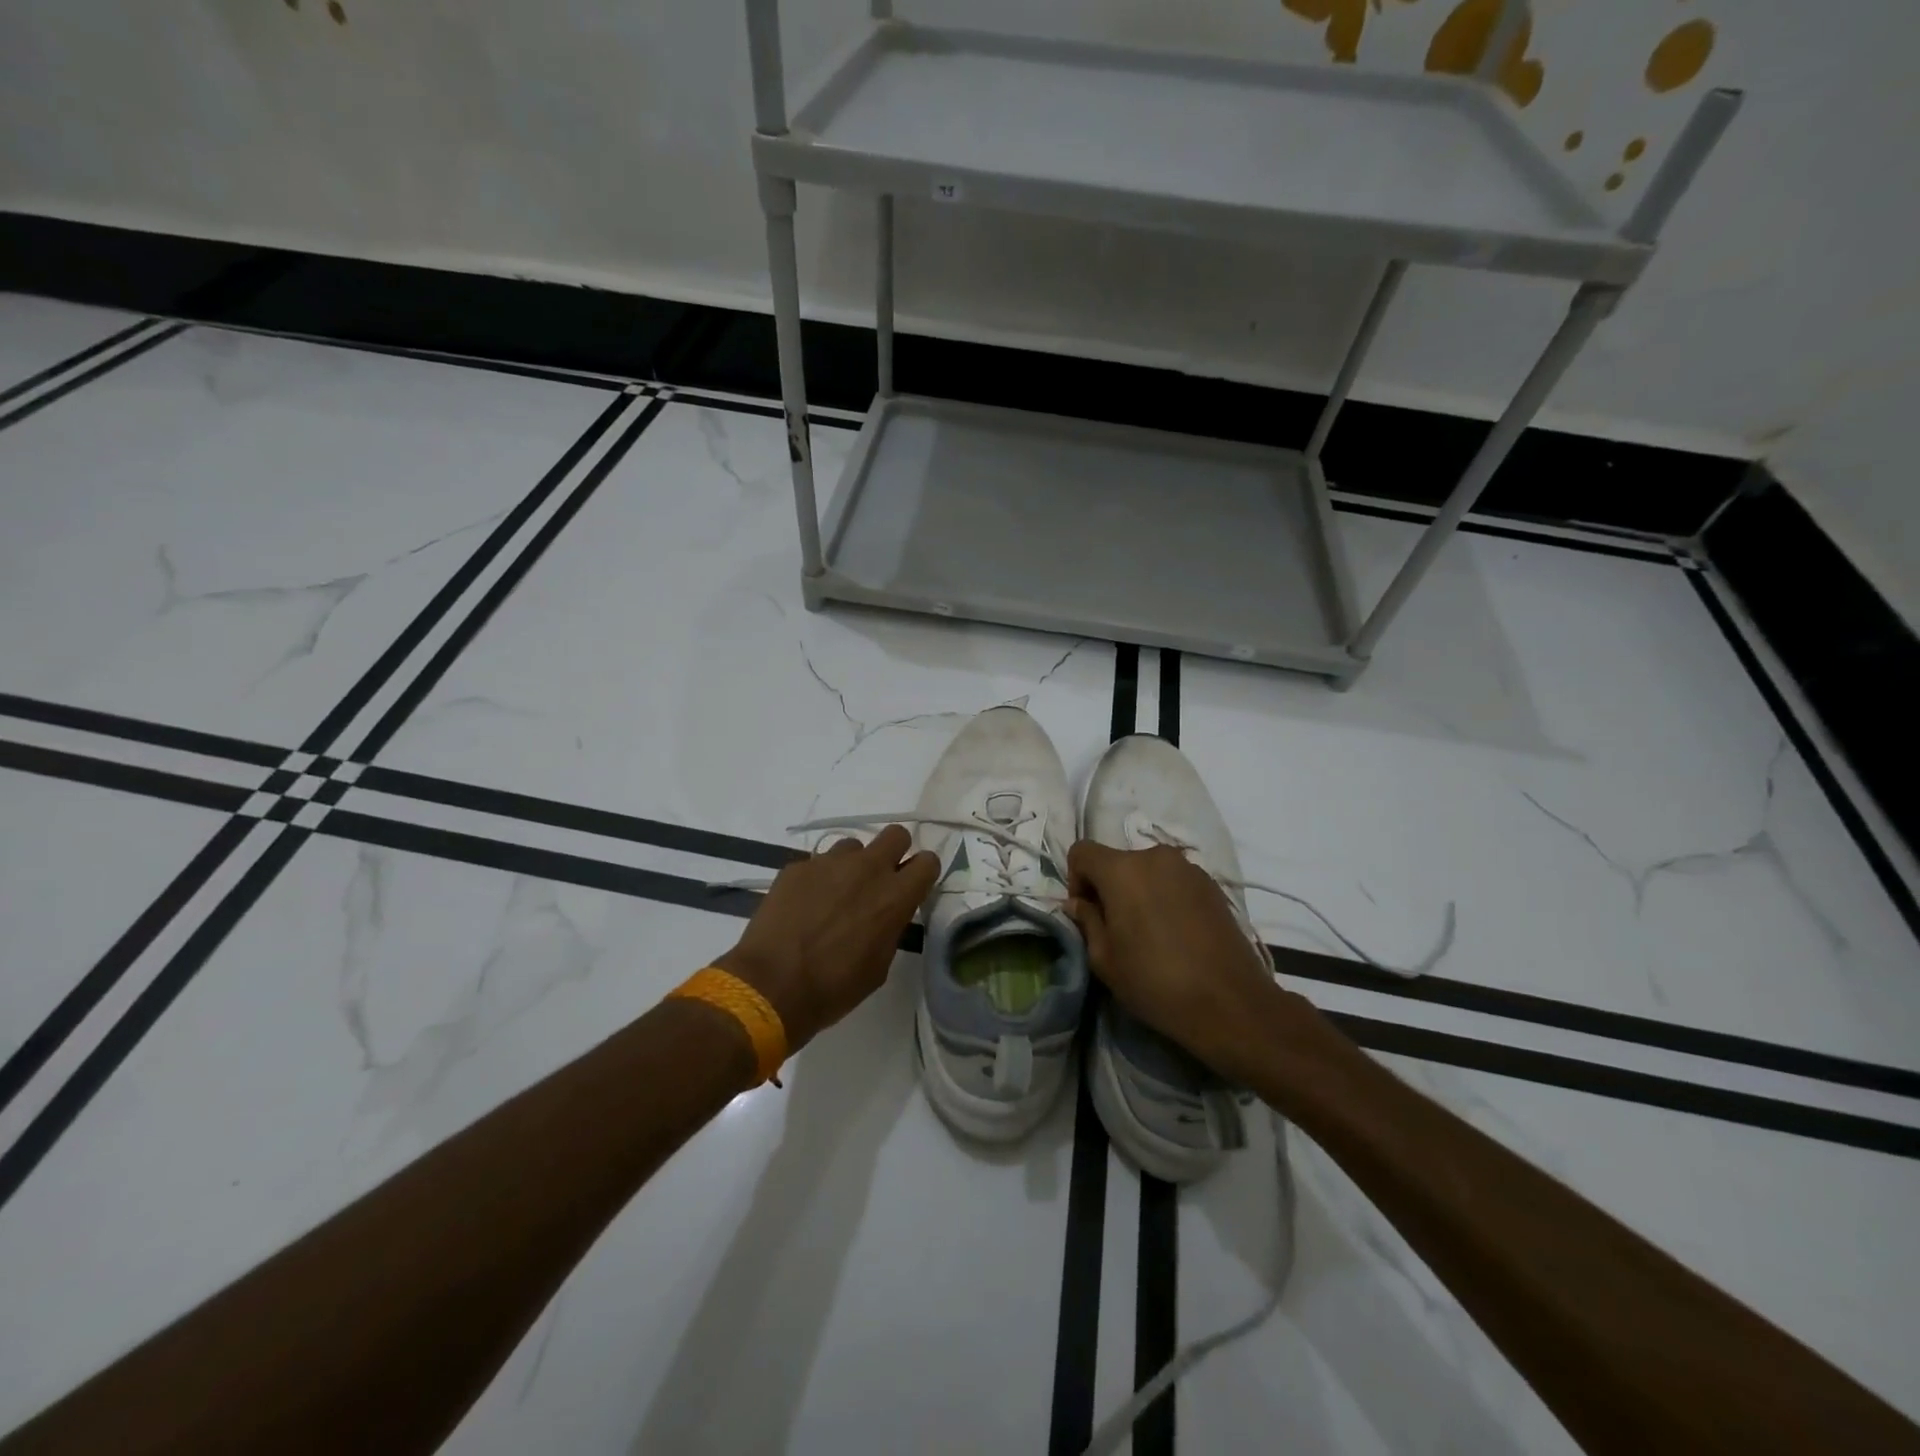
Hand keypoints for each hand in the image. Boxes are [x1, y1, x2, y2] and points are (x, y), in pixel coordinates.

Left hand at [716, 825, 937, 1052]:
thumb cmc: (833, 988)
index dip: (922, 873)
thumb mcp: (878, 965)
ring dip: (852, 865)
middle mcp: (867, 869)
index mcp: (894, 896)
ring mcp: (829, 863)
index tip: (912, 887)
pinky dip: (818, 879)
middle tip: (880, 879)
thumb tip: (887, 914)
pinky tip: (804, 905)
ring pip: (853, 846)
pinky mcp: (798, 866)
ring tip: (835, 895)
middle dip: (894, 852)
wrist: (771, 986)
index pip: (928, 861)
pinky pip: (817, 863)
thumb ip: (890, 927)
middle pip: (896, 834)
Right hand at [1066, 841, 1292, 1084]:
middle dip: (1109, 887)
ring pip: (1147, 870)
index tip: (1087, 913)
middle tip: (1116, 928)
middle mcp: (1155, 857)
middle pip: (1117, 861)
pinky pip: (1174, 881)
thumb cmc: (1156, 982)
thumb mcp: (1105, 960)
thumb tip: (1079, 903)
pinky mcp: (1213, 884)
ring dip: (1139, 892)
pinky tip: (1175, 933)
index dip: (1075, 880)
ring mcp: (1188, 868)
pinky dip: (1165, 897)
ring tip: (1149, 932)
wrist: (1231, 1003)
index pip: (1082, 852)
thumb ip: (1087, 921)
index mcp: (1123, 870)